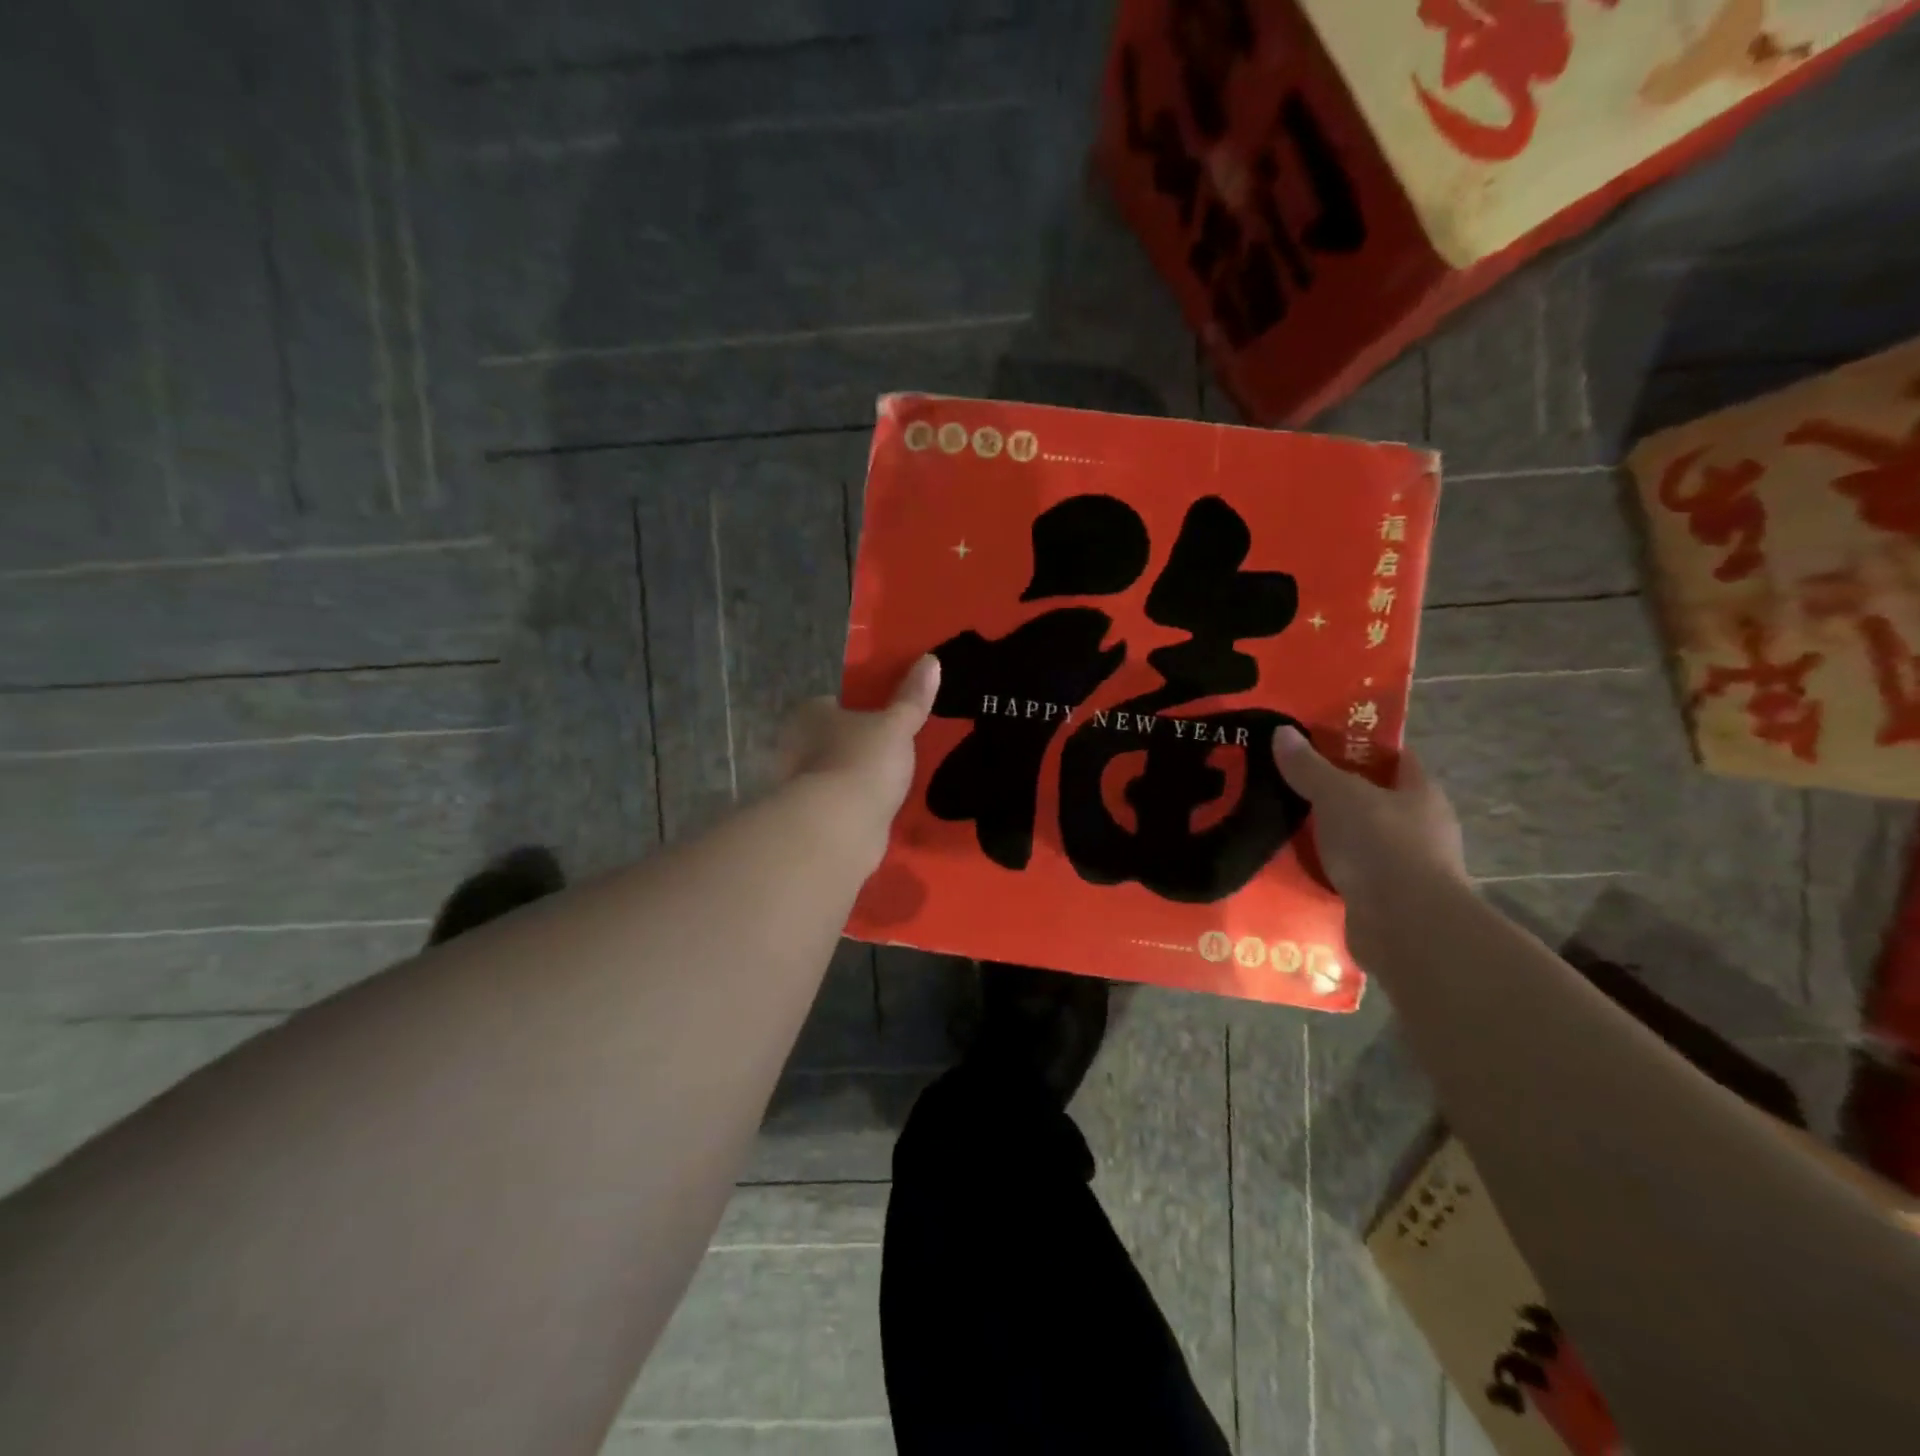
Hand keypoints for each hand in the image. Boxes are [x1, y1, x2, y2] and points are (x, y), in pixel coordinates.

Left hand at [778, 655, 940, 858]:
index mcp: (808, 715)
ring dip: (857, 776)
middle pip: (832, 738)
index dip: (859, 707)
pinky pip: (841, 804)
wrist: (840, 828)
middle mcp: (795, 747)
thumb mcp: (896, 725)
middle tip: (895, 746)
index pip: (833, 703)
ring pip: (835, 772)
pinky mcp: (814, 819)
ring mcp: (802, 786)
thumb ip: (913, 697)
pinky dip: (857, 805)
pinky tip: (882, 807)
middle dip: (858, 743)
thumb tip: (931, 660)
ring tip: (894, 778)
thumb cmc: (863, 762)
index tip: (886, 716)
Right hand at [1271, 726, 1466, 908]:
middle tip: (1288, 783)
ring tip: (1281, 825)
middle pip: (1373, 800)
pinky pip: (1349, 875)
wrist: (1405, 927)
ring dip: (1327, 836)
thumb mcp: (1337, 795)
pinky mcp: (1387, 901)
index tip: (1317, 743)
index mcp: (1421, 793)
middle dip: (1334, 794)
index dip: (1359, 747)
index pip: (1394, 758)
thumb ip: (1309, 766)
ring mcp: (1406, 867)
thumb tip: (1282, 732)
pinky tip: (1292, 866)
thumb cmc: (1381, 845)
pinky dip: (1325, 871)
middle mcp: (1421, 828)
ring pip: (1359, 840)